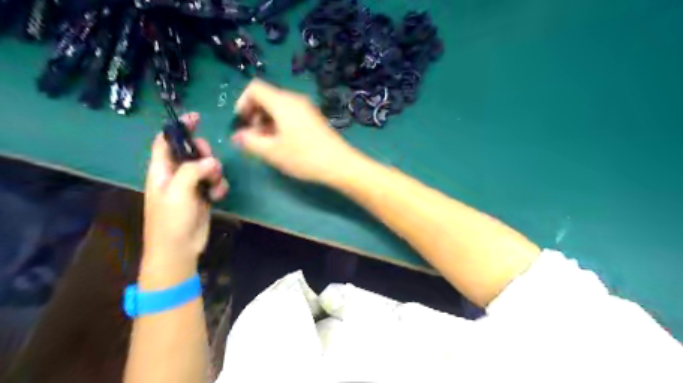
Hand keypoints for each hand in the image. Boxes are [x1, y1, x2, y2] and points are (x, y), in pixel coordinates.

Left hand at [141, 113, 228, 285]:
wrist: (179, 248)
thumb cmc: (171, 220)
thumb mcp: (178, 192)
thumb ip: (193, 171)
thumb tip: (212, 161)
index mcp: (161, 171)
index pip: (166, 141)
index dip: (178, 128)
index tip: (196, 118)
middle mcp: (175, 175)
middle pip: (191, 152)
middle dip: (204, 154)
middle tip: (210, 162)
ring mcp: (190, 186)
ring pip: (207, 167)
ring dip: (215, 173)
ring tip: (214, 185)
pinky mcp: (203, 196)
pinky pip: (214, 182)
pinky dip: (219, 186)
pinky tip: (218, 195)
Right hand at [231, 80, 358, 182]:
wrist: (340, 164)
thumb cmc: (304, 157)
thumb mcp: (272, 152)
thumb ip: (250, 142)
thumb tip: (237, 136)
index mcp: (282, 102)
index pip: (254, 88)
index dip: (242, 103)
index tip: (242, 123)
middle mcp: (294, 100)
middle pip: (267, 97)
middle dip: (254, 115)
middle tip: (254, 137)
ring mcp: (306, 109)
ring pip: (278, 107)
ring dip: (267, 122)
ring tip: (267, 143)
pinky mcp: (313, 119)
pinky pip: (290, 114)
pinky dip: (280, 124)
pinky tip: (282, 143)